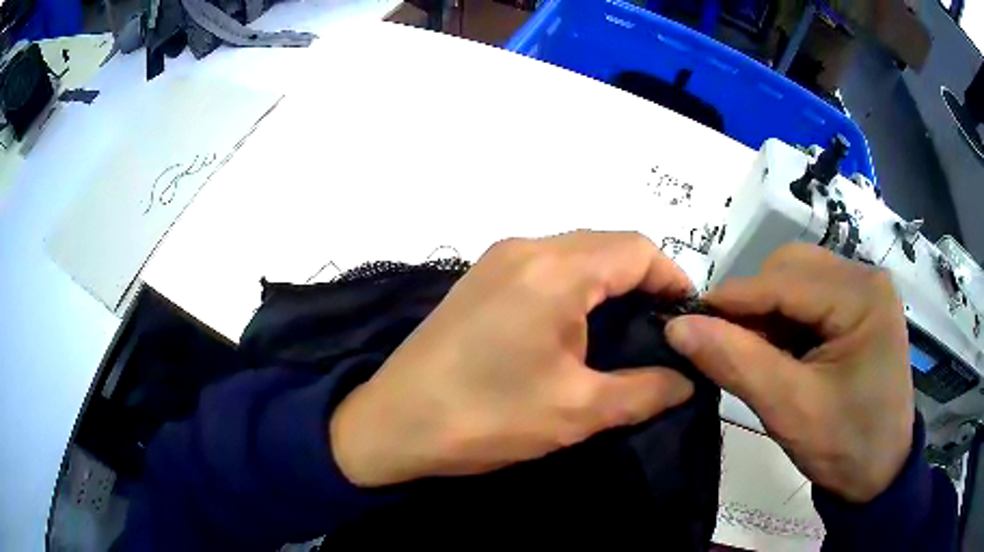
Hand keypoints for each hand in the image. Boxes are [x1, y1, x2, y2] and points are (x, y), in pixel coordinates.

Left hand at [330, 231, 695, 486]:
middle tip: (661, 329)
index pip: (637, 248)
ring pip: (576, 254)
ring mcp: (497, 259)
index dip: (672, 277)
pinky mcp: (479, 279)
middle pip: (606, 246)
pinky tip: (577, 328)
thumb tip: (687, 381)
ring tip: (625, 331)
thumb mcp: (577, 411)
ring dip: (608, 284)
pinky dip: (574, 288)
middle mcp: (526, 248)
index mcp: (555, 270)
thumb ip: (645, 392)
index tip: (688, 316)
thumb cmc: (486, 418)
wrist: (392, 425)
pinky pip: (545, 268)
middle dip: (643, 281)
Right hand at [666, 243, 913, 502]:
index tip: (684, 322)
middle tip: (728, 349)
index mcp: (862, 296)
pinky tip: (779, 354)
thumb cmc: (845, 447)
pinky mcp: (858, 309)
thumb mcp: (791, 411)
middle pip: (792, 269)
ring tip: (755, 356)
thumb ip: (737, 364)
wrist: (878, 475)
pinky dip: (784, 322)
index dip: (732, 299)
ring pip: (797, 280)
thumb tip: (678, 327)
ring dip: (767, 314)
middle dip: (753, 306)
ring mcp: (864, 292)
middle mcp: (866, 279)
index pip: (786, 280)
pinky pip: (809, 299)